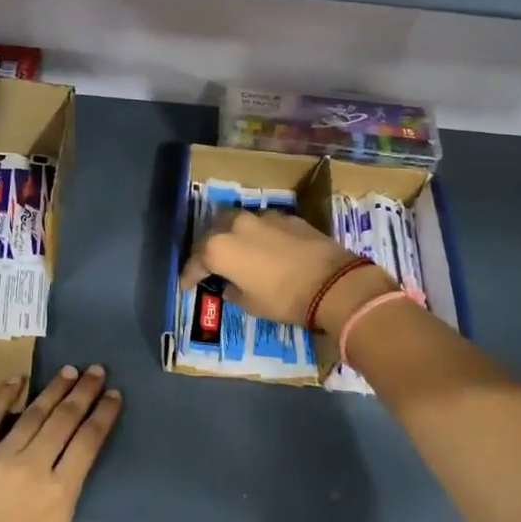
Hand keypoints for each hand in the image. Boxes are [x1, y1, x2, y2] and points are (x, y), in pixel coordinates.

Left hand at [0, 366, 161, 521]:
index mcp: (60, 492)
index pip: (88, 440)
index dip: (104, 414)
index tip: (115, 394)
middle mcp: (33, 466)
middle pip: (64, 419)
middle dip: (84, 391)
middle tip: (97, 370)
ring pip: (33, 414)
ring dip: (53, 389)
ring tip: (69, 370)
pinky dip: (3, 396)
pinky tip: (17, 379)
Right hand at [179, 209, 392, 335]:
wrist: (334, 283)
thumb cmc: (285, 299)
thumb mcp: (251, 304)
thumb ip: (234, 291)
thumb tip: (231, 285)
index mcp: (220, 248)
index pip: (195, 261)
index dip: (189, 275)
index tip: (186, 285)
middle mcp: (236, 226)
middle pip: (214, 233)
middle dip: (210, 249)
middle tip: (212, 265)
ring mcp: (263, 217)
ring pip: (239, 223)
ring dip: (235, 237)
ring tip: (239, 253)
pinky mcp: (288, 216)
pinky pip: (264, 224)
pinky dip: (260, 235)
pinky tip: (266, 248)